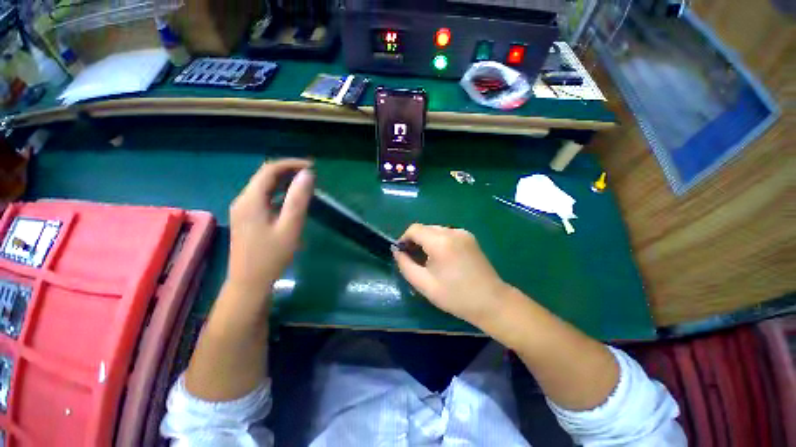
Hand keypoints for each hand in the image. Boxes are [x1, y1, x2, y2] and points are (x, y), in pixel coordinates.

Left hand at [226, 159, 313, 293]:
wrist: (249, 282)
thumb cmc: (272, 256)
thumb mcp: (290, 226)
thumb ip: (298, 199)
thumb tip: (307, 174)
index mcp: (251, 200)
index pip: (269, 170)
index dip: (291, 164)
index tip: (312, 167)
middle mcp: (243, 200)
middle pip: (265, 176)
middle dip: (288, 171)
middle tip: (311, 175)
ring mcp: (243, 210)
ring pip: (264, 187)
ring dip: (284, 182)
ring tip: (305, 185)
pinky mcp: (246, 218)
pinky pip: (263, 198)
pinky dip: (279, 193)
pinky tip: (291, 201)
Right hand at [393, 224, 510, 327]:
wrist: (491, 302)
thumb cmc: (455, 296)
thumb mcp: (424, 284)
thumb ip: (405, 265)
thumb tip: (396, 251)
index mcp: (440, 242)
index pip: (414, 229)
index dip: (404, 239)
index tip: (402, 253)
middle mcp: (452, 231)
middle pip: (425, 228)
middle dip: (415, 240)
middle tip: (413, 259)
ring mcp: (463, 233)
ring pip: (436, 230)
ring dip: (427, 241)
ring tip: (427, 260)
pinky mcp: (470, 237)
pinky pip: (447, 234)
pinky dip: (439, 241)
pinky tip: (442, 257)